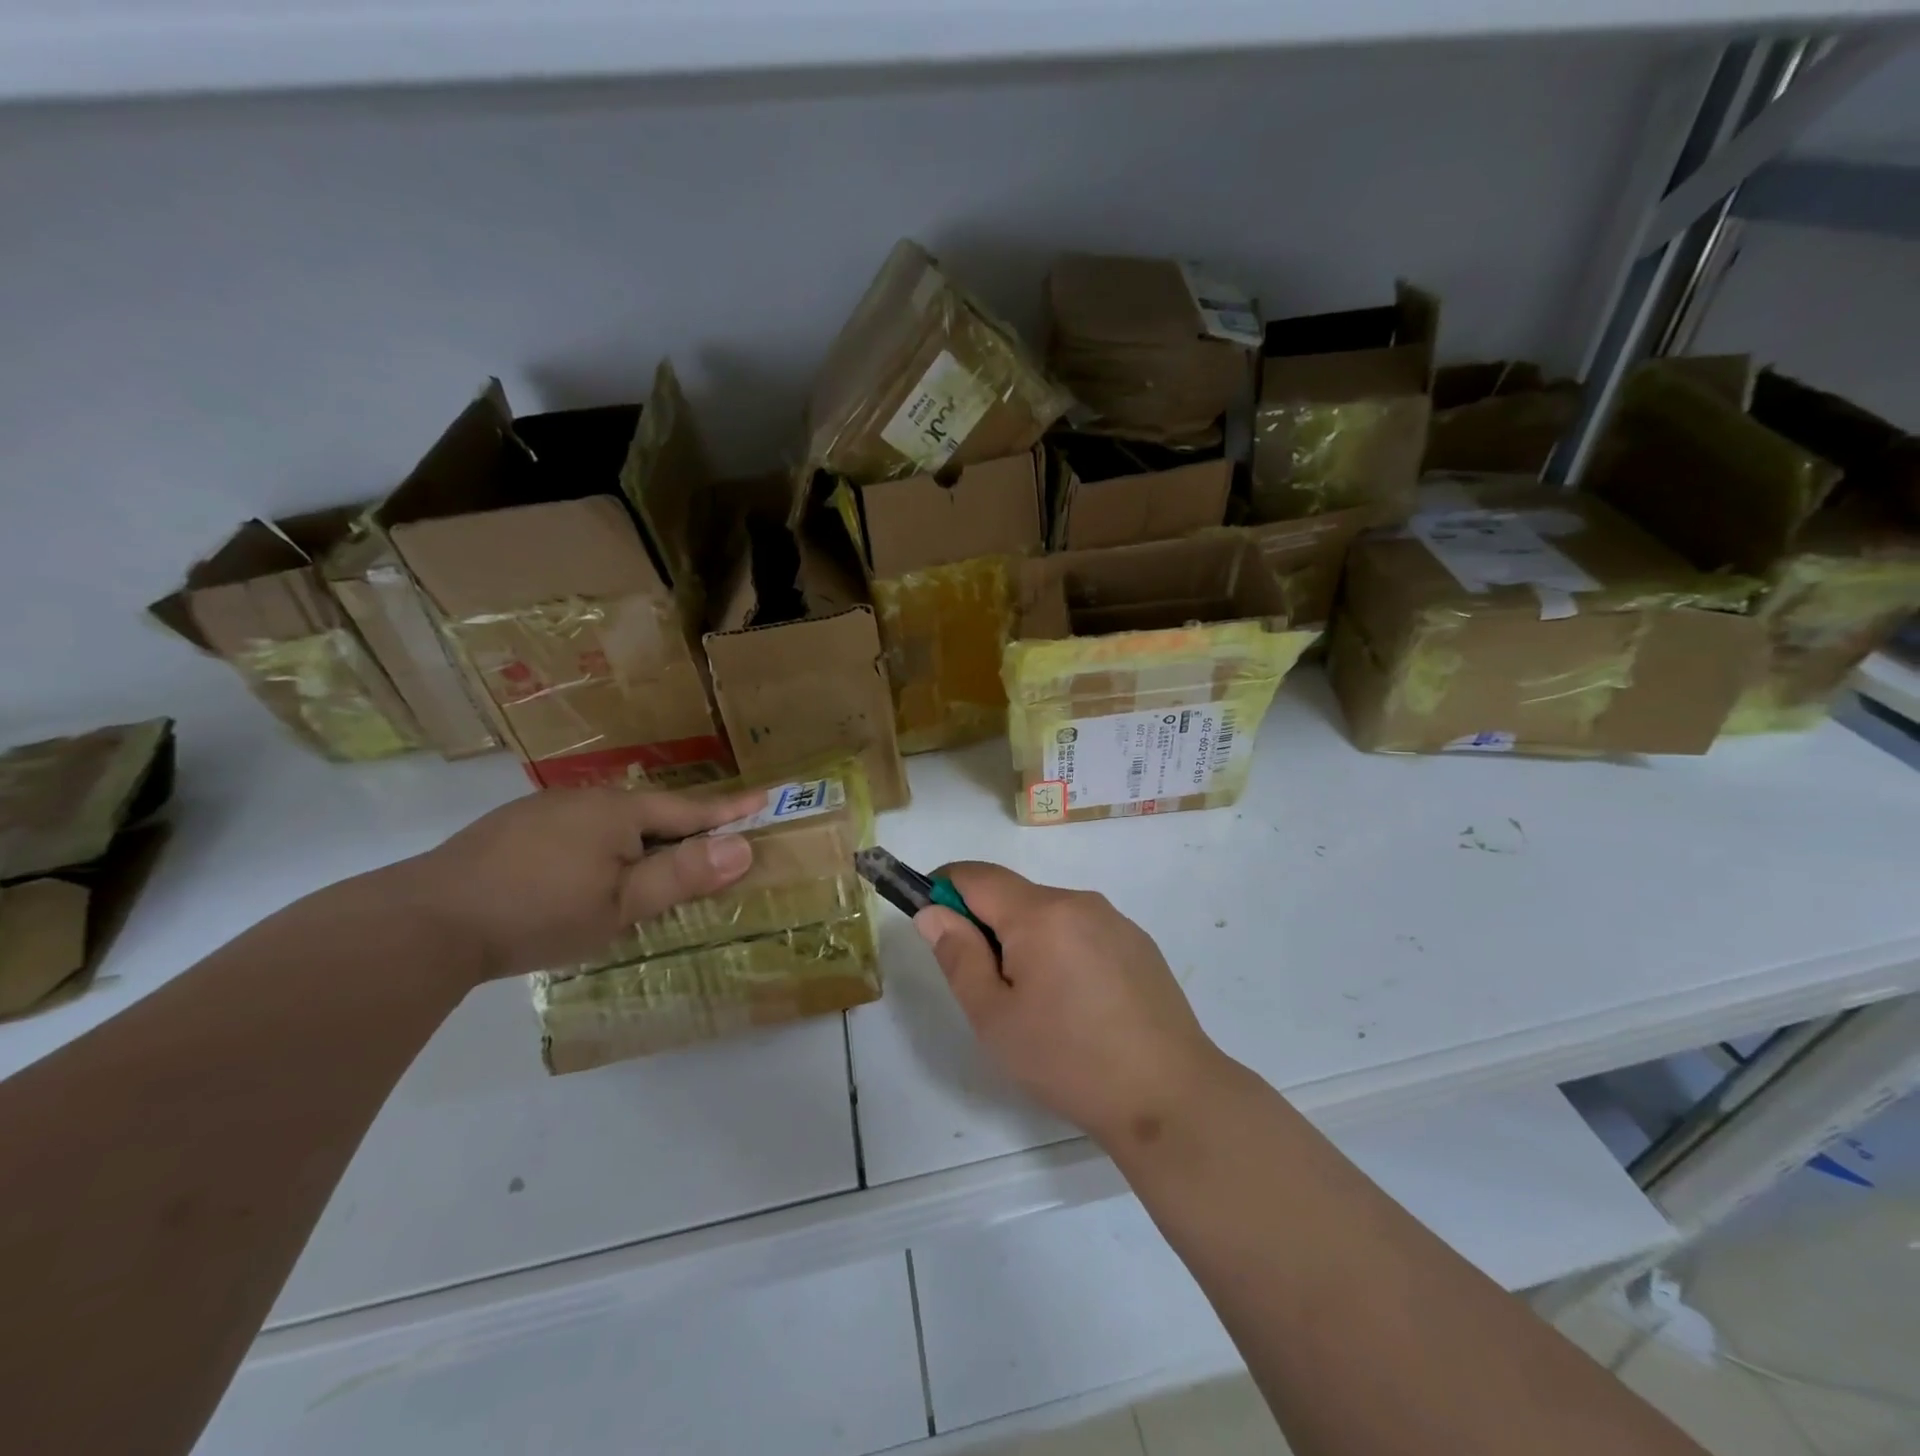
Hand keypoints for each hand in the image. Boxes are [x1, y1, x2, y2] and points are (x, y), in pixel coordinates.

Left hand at [403, 784, 765, 985]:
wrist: (425, 921)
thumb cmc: (539, 913)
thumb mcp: (622, 904)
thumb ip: (682, 875)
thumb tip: (743, 847)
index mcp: (619, 812)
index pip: (690, 810)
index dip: (729, 810)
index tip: (766, 797)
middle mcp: (585, 799)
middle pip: (650, 811)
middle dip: (683, 824)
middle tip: (711, 837)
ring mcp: (543, 810)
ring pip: (609, 820)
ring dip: (638, 836)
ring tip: (649, 859)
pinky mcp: (511, 829)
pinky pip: (576, 829)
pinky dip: (599, 844)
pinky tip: (584, 868)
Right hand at [915, 861, 1226, 1147]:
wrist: (1169, 1096)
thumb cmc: (1068, 1059)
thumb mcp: (994, 1017)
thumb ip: (958, 956)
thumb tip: (933, 912)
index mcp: (1040, 913)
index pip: (976, 875)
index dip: (943, 888)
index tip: (930, 920)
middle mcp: (1079, 901)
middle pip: (1014, 896)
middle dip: (987, 926)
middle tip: (987, 988)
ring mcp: (1114, 920)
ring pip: (1048, 915)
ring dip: (1026, 941)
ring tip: (1036, 1005)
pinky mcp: (1138, 943)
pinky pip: (1082, 931)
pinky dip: (1061, 951)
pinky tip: (1077, 1005)